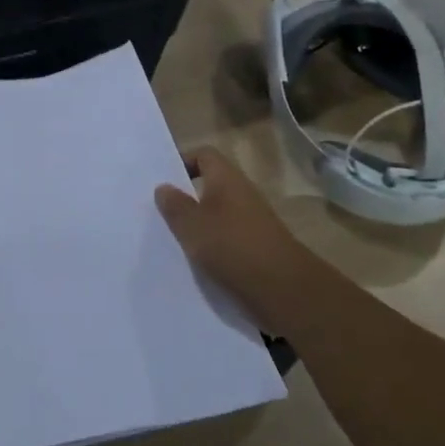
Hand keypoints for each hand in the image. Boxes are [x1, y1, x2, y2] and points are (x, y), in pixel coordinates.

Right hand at [156, 147, 314, 334]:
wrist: (284, 290)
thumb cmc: (233, 247)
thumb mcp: (193, 226)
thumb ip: (175, 206)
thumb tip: (163, 187)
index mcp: (227, 179)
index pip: (204, 155)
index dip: (183, 162)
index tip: (163, 182)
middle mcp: (242, 194)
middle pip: (210, 186)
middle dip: (186, 198)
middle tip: (160, 213)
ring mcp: (253, 222)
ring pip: (218, 216)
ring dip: (199, 226)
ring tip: (173, 242)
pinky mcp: (258, 248)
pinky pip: (228, 240)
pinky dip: (213, 248)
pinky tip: (197, 265)